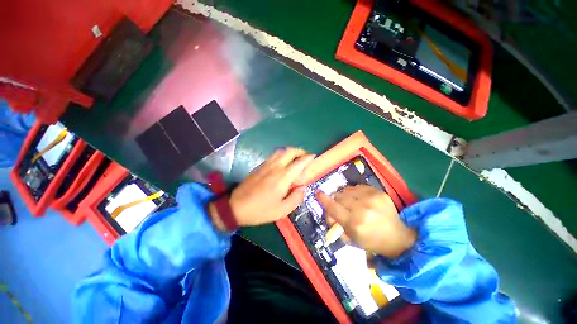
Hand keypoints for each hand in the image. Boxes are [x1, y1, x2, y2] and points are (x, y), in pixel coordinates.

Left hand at [210, 148, 314, 230]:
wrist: (236, 206)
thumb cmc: (260, 210)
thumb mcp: (282, 211)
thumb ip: (296, 198)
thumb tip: (303, 188)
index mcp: (283, 177)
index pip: (299, 162)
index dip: (308, 158)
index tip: (313, 157)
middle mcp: (275, 167)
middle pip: (290, 151)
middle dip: (300, 151)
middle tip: (305, 156)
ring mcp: (266, 165)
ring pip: (281, 151)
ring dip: (291, 152)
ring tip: (295, 158)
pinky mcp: (259, 166)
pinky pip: (274, 155)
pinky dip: (282, 155)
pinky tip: (283, 162)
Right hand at [316, 185, 415, 258]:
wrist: (398, 237)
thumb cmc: (371, 241)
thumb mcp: (350, 239)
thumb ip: (336, 225)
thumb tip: (329, 213)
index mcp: (354, 223)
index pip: (332, 207)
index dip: (323, 199)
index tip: (317, 193)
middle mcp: (362, 209)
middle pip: (338, 196)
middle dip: (336, 201)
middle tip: (340, 206)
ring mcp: (371, 198)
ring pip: (347, 190)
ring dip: (345, 196)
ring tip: (351, 203)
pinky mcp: (378, 192)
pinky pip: (358, 187)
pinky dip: (355, 192)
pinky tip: (360, 199)